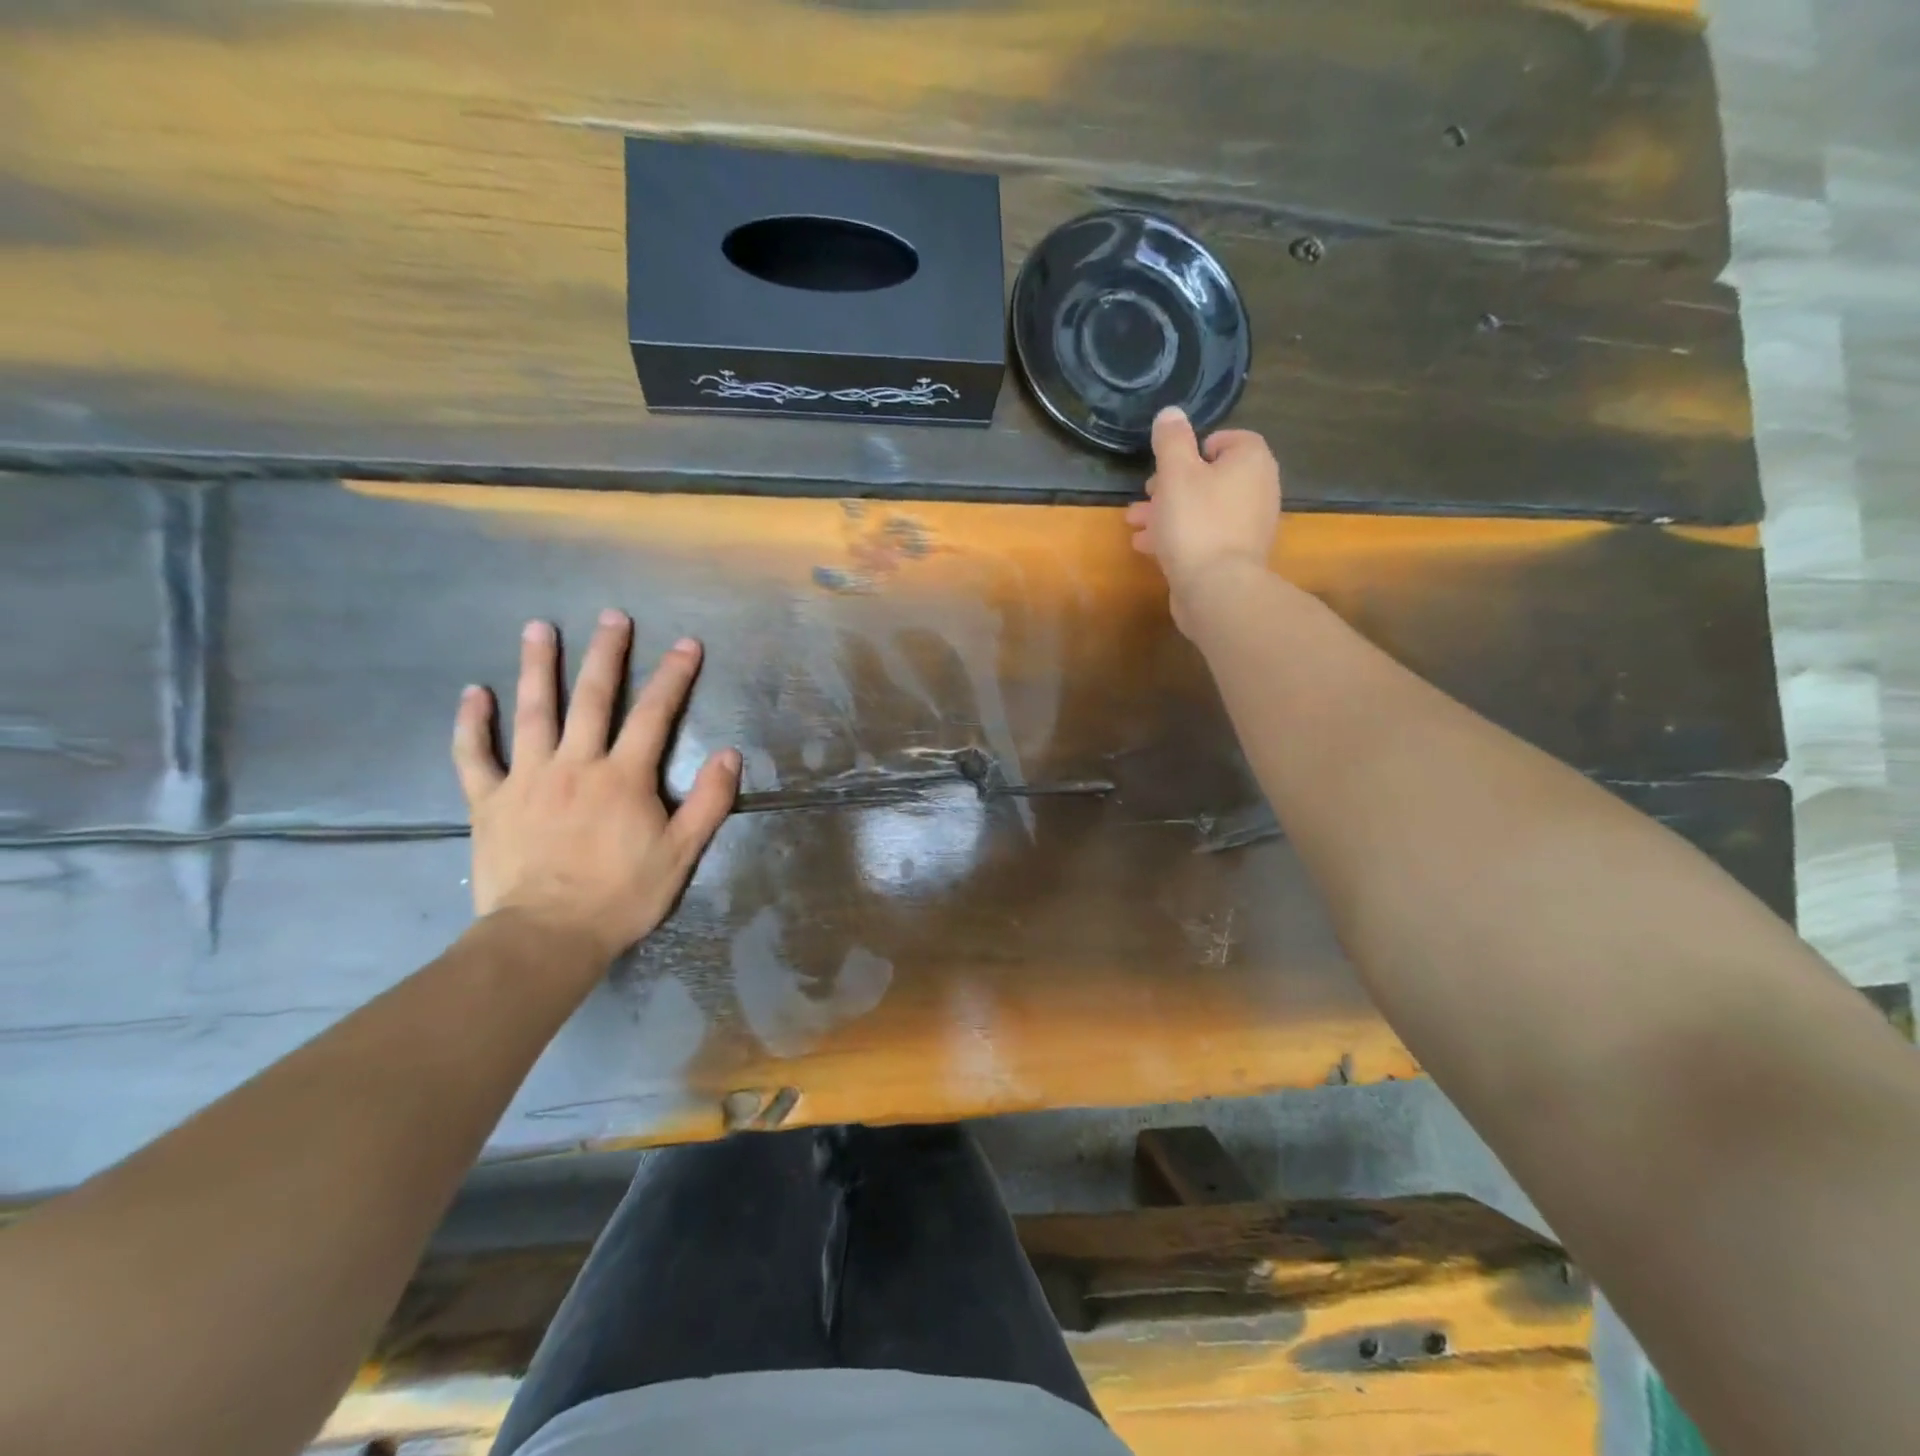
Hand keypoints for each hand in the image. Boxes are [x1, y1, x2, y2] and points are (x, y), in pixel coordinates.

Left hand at [451, 610, 739, 964]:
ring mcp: (527, 779)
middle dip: (606, 654)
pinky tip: (473, 693)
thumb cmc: (621, 895)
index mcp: (623, 777)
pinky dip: (471, 724)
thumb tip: (728, 753)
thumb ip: (708, 802)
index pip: (655, 714)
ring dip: (537, 667)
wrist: (546, 936)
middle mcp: (575, 764)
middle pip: (592, 698)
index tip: (687, 644)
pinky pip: (474, 756)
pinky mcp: (489, 802)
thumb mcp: (681, 853)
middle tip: (611, 616)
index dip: (674, 676)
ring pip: (532, 712)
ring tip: (538, 628)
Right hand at [1125, 407, 1281, 633]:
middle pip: (1211, 477)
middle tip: (1145, 493)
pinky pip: (1203, 536)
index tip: (1169, 462)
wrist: (1218, 588)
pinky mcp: (1234, 556)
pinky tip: (1147, 547)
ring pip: (1202, 509)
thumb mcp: (1175, 472)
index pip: (1229, 439)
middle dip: (1172, 485)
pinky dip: (1178, 536)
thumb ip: (1171, 440)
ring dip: (1167, 513)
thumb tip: (1171, 412)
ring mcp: (1249, 526)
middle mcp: (1258, 489)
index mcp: (1251, 461)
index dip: (1196, 448)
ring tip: (1135, 523)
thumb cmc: (1196, 522)